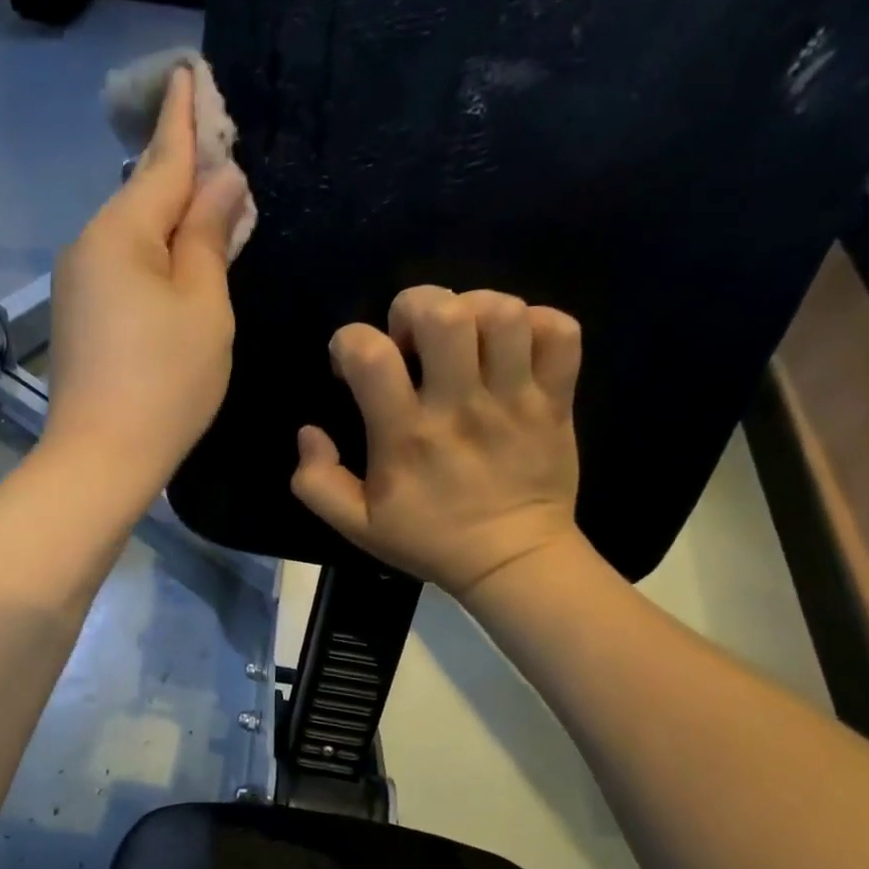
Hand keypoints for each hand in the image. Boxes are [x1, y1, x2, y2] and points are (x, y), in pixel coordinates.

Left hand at [46, 67, 249, 496]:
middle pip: (144, 196)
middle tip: (223, 152)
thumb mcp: (203, 305)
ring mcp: (78, 284)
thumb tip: (220, 182)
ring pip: (134, 236)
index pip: (161, 160)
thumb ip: (209, 237)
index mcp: (121, 232)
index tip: (186, 72)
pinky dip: (155, 259)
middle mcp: (89, 246)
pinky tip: (179, 268)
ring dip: (172, 221)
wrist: (101, 456)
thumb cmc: (166, 381)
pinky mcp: (80, 318)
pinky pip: (123, 268)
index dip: (183, 118)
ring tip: (213, 215)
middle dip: (183, 173)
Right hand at [291, 285, 584, 597]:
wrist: (513, 561)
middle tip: (411, 339)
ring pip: (504, 313)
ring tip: (463, 337)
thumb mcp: (355, 526)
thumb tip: (309, 432)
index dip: (349, 342)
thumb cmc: (430, 540)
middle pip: (443, 314)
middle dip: (414, 307)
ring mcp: (515, 400)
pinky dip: (536, 323)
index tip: (352, 366)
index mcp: (406, 436)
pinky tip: (512, 345)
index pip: (370, 354)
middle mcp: (460, 407)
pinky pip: (560, 332)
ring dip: (474, 308)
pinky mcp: (556, 400)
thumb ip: (315, 481)